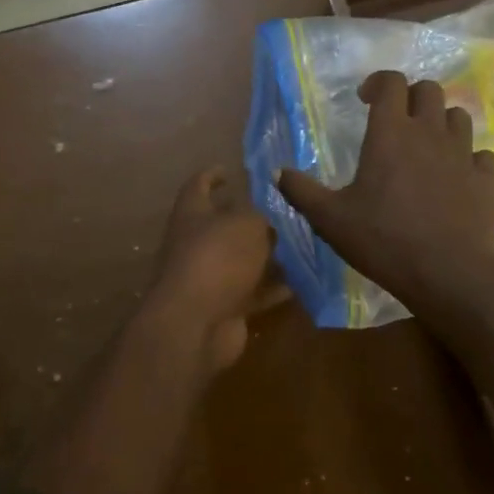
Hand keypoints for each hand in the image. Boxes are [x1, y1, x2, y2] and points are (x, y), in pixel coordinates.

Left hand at [143, 167, 284, 373]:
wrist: (196, 323)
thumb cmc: (218, 259)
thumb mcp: (247, 224)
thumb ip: (260, 217)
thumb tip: (266, 223)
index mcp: (193, 215)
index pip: (198, 186)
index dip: (211, 175)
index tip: (228, 169)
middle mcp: (196, 244)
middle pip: (223, 226)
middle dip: (249, 220)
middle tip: (283, 212)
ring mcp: (209, 279)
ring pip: (241, 262)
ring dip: (266, 256)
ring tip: (300, 245)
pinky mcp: (224, 308)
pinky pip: (253, 293)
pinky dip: (273, 288)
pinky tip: (301, 282)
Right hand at [278, 71, 493, 317]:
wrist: (448, 273)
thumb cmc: (384, 240)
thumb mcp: (330, 219)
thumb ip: (301, 191)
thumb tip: (278, 172)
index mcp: (391, 133)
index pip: (391, 83)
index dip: (378, 83)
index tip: (365, 100)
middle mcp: (430, 132)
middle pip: (429, 90)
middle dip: (411, 97)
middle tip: (397, 121)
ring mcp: (463, 153)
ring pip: (459, 116)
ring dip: (441, 122)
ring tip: (427, 145)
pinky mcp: (485, 178)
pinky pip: (481, 154)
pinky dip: (469, 157)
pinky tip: (457, 175)